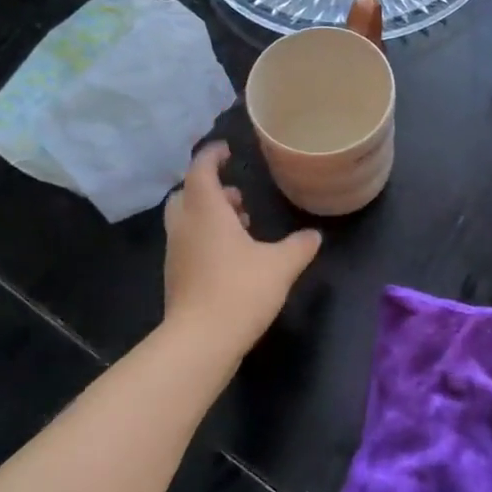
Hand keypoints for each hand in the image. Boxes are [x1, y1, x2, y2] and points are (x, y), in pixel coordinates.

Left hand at [163, 143, 321, 351]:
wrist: (200, 341)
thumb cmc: (240, 291)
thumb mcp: (281, 265)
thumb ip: (299, 246)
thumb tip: (314, 236)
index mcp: (206, 211)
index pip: (200, 169)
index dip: (212, 155)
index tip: (227, 150)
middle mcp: (185, 226)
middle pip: (187, 193)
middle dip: (210, 188)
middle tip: (237, 194)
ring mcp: (176, 252)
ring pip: (187, 219)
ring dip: (210, 214)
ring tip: (242, 223)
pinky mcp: (176, 276)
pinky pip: (188, 243)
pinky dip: (206, 238)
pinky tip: (233, 256)